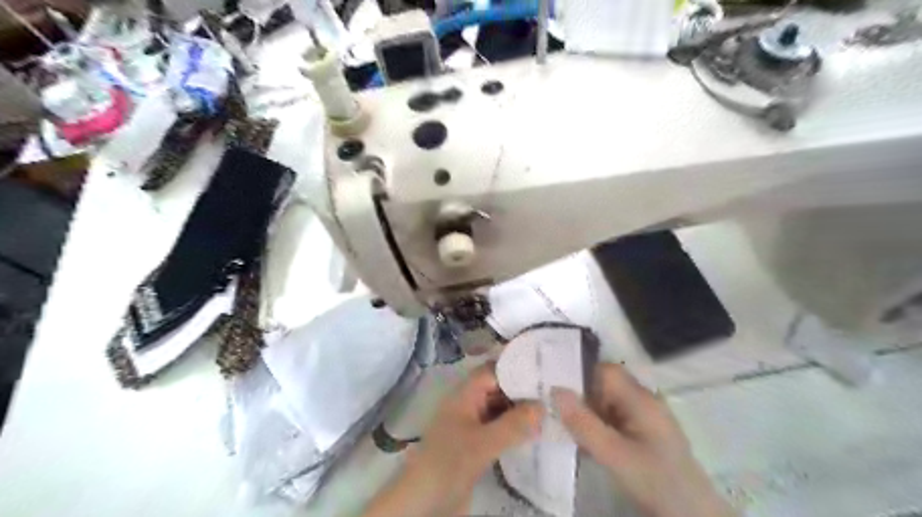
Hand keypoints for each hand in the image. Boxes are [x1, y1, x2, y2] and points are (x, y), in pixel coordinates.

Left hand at [362, 364, 545, 516]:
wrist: (422, 504)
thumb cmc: (447, 463)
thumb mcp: (481, 444)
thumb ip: (513, 425)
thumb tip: (543, 406)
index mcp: (464, 396)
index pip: (493, 371)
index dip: (516, 367)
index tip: (544, 368)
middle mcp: (469, 406)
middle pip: (498, 390)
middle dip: (523, 390)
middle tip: (555, 392)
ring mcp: (473, 426)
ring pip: (501, 411)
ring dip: (521, 412)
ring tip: (553, 410)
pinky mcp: (477, 446)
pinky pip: (500, 431)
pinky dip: (517, 430)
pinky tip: (537, 434)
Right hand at [550, 363, 739, 516]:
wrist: (692, 516)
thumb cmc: (654, 480)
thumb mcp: (613, 454)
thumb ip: (583, 422)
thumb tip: (555, 390)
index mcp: (640, 398)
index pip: (605, 371)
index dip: (582, 377)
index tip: (560, 396)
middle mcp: (643, 401)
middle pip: (605, 386)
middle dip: (582, 400)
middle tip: (561, 419)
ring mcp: (645, 417)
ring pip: (607, 404)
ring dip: (589, 416)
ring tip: (573, 436)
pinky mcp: (644, 433)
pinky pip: (615, 420)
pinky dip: (599, 428)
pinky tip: (591, 447)